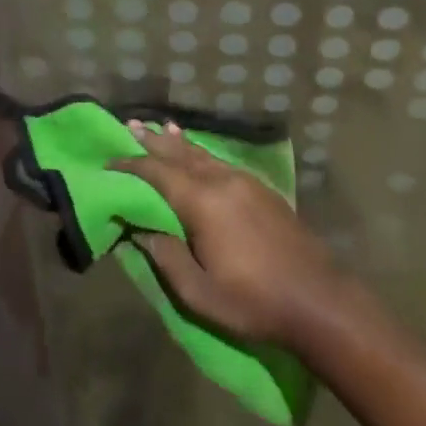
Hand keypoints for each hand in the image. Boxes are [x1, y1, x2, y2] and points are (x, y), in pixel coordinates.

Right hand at [113, 122, 351, 349]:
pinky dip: (203, 154)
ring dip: (179, 144)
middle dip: (154, 141)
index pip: (159, 174)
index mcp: (204, 203)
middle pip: (181, 154)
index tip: (108, 160)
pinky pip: (222, 162)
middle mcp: (223, 181)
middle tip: (131, 124)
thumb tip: (140, 230)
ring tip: (161, 128)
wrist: (317, 298)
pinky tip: (200, 155)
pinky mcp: (263, 190)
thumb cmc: (253, 301)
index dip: (132, 165)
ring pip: (204, 155)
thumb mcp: (199, 292)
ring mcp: (247, 182)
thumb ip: (166, 257)